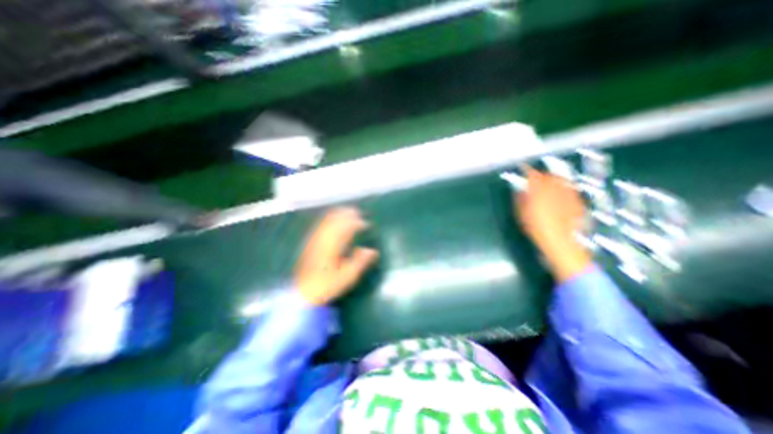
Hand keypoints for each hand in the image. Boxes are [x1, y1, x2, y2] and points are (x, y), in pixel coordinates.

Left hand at [294, 207, 378, 304]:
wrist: (304, 292)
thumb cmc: (327, 285)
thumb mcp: (346, 277)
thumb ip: (359, 262)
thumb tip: (372, 251)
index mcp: (333, 247)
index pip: (345, 229)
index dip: (356, 224)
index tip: (366, 224)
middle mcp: (323, 240)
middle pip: (335, 221)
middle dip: (347, 214)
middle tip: (358, 212)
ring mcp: (315, 240)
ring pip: (327, 221)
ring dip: (338, 214)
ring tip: (348, 212)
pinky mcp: (311, 242)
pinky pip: (321, 225)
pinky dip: (329, 218)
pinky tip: (334, 219)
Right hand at [519, 167, 592, 280]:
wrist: (563, 243)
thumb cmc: (538, 230)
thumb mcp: (522, 215)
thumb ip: (521, 199)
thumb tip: (520, 190)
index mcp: (539, 192)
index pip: (532, 175)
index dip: (527, 170)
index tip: (522, 169)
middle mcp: (556, 189)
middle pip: (548, 175)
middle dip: (540, 174)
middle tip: (534, 178)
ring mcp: (569, 194)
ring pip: (560, 180)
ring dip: (552, 179)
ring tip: (547, 183)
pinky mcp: (578, 201)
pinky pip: (570, 188)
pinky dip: (563, 187)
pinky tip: (559, 193)